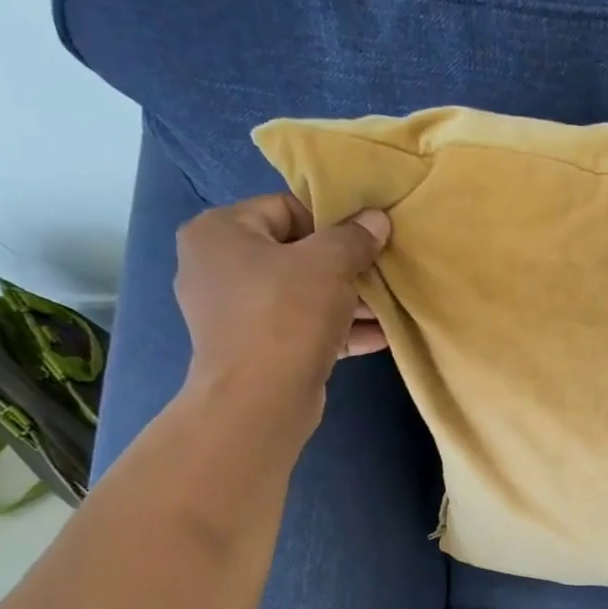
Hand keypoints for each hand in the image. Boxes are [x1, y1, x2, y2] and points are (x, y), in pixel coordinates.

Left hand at [173, 194, 388, 438]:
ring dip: (348, 302)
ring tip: (389, 307)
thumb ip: (354, 238)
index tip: (367, 240)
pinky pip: (303, 329)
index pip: (284, 209)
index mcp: (220, 232)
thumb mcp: (329, 264)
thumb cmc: (286, 314)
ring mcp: (236, 314)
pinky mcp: (257, 351)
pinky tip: (380, 336)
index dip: (331, 221)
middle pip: (295, 255)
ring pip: (302, 296)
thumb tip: (377, 219)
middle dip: (344, 267)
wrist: (261, 399)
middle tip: (382, 274)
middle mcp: (218, 268)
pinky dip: (338, 330)